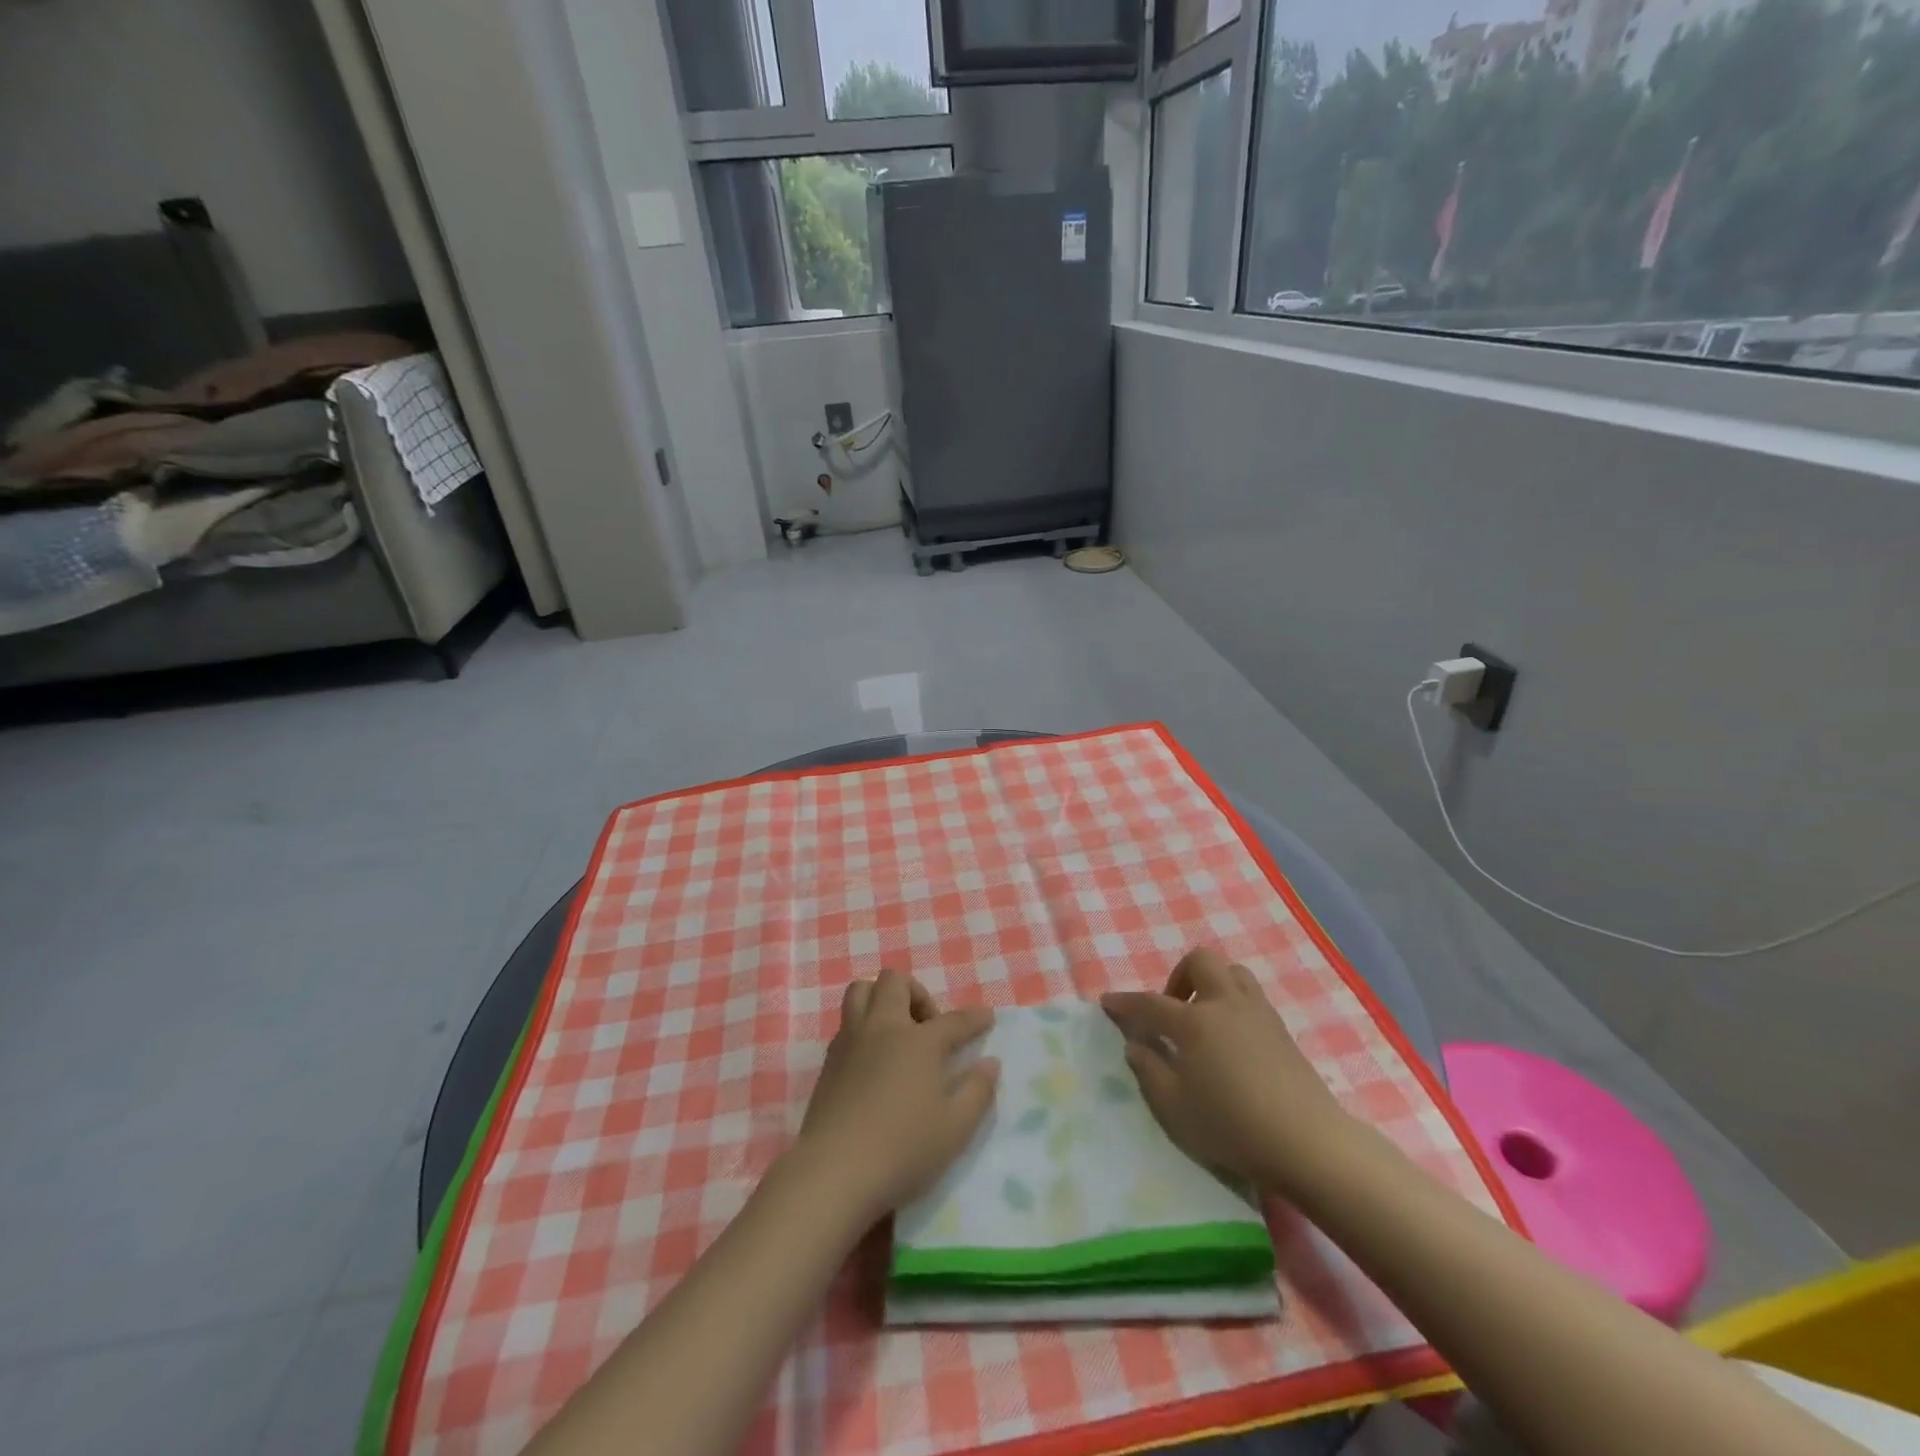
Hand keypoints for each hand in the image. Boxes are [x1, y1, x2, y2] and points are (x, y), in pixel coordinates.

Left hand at [796, 969, 998, 1222]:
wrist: (834, 1172)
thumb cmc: (902, 1150)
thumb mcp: (955, 1129)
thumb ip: (978, 1092)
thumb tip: (990, 1063)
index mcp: (919, 1042)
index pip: (954, 1021)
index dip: (975, 1018)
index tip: (987, 1017)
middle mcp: (883, 1028)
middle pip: (895, 982)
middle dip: (917, 993)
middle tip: (928, 1028)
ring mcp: (851, 1040)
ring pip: (861, 990)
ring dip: (882, 998)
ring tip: (897, 1031)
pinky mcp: (829, 1060)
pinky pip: (847, 1021)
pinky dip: (864, 1026)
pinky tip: (874, 1058)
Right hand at [1102, 947, 1353, 1198]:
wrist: (1307, 1141)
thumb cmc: (1232, 1125)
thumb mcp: (1175, 1108)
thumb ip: (1149, 1072)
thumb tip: (1136, 1046)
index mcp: (1194, 1022)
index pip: (1151, 1003)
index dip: (1126, 1002)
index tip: (1108, 1002)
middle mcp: (1225, 1004)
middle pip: (1200, 962)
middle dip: (1179, 977)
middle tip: (1172, 1010)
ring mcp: (1258, 1013)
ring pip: (1232, 972)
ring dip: (1211, 984)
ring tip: (1203, 1018)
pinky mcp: (1281, 1029)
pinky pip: (1251, 996)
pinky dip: (1233, 1003)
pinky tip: (1231, 1039)